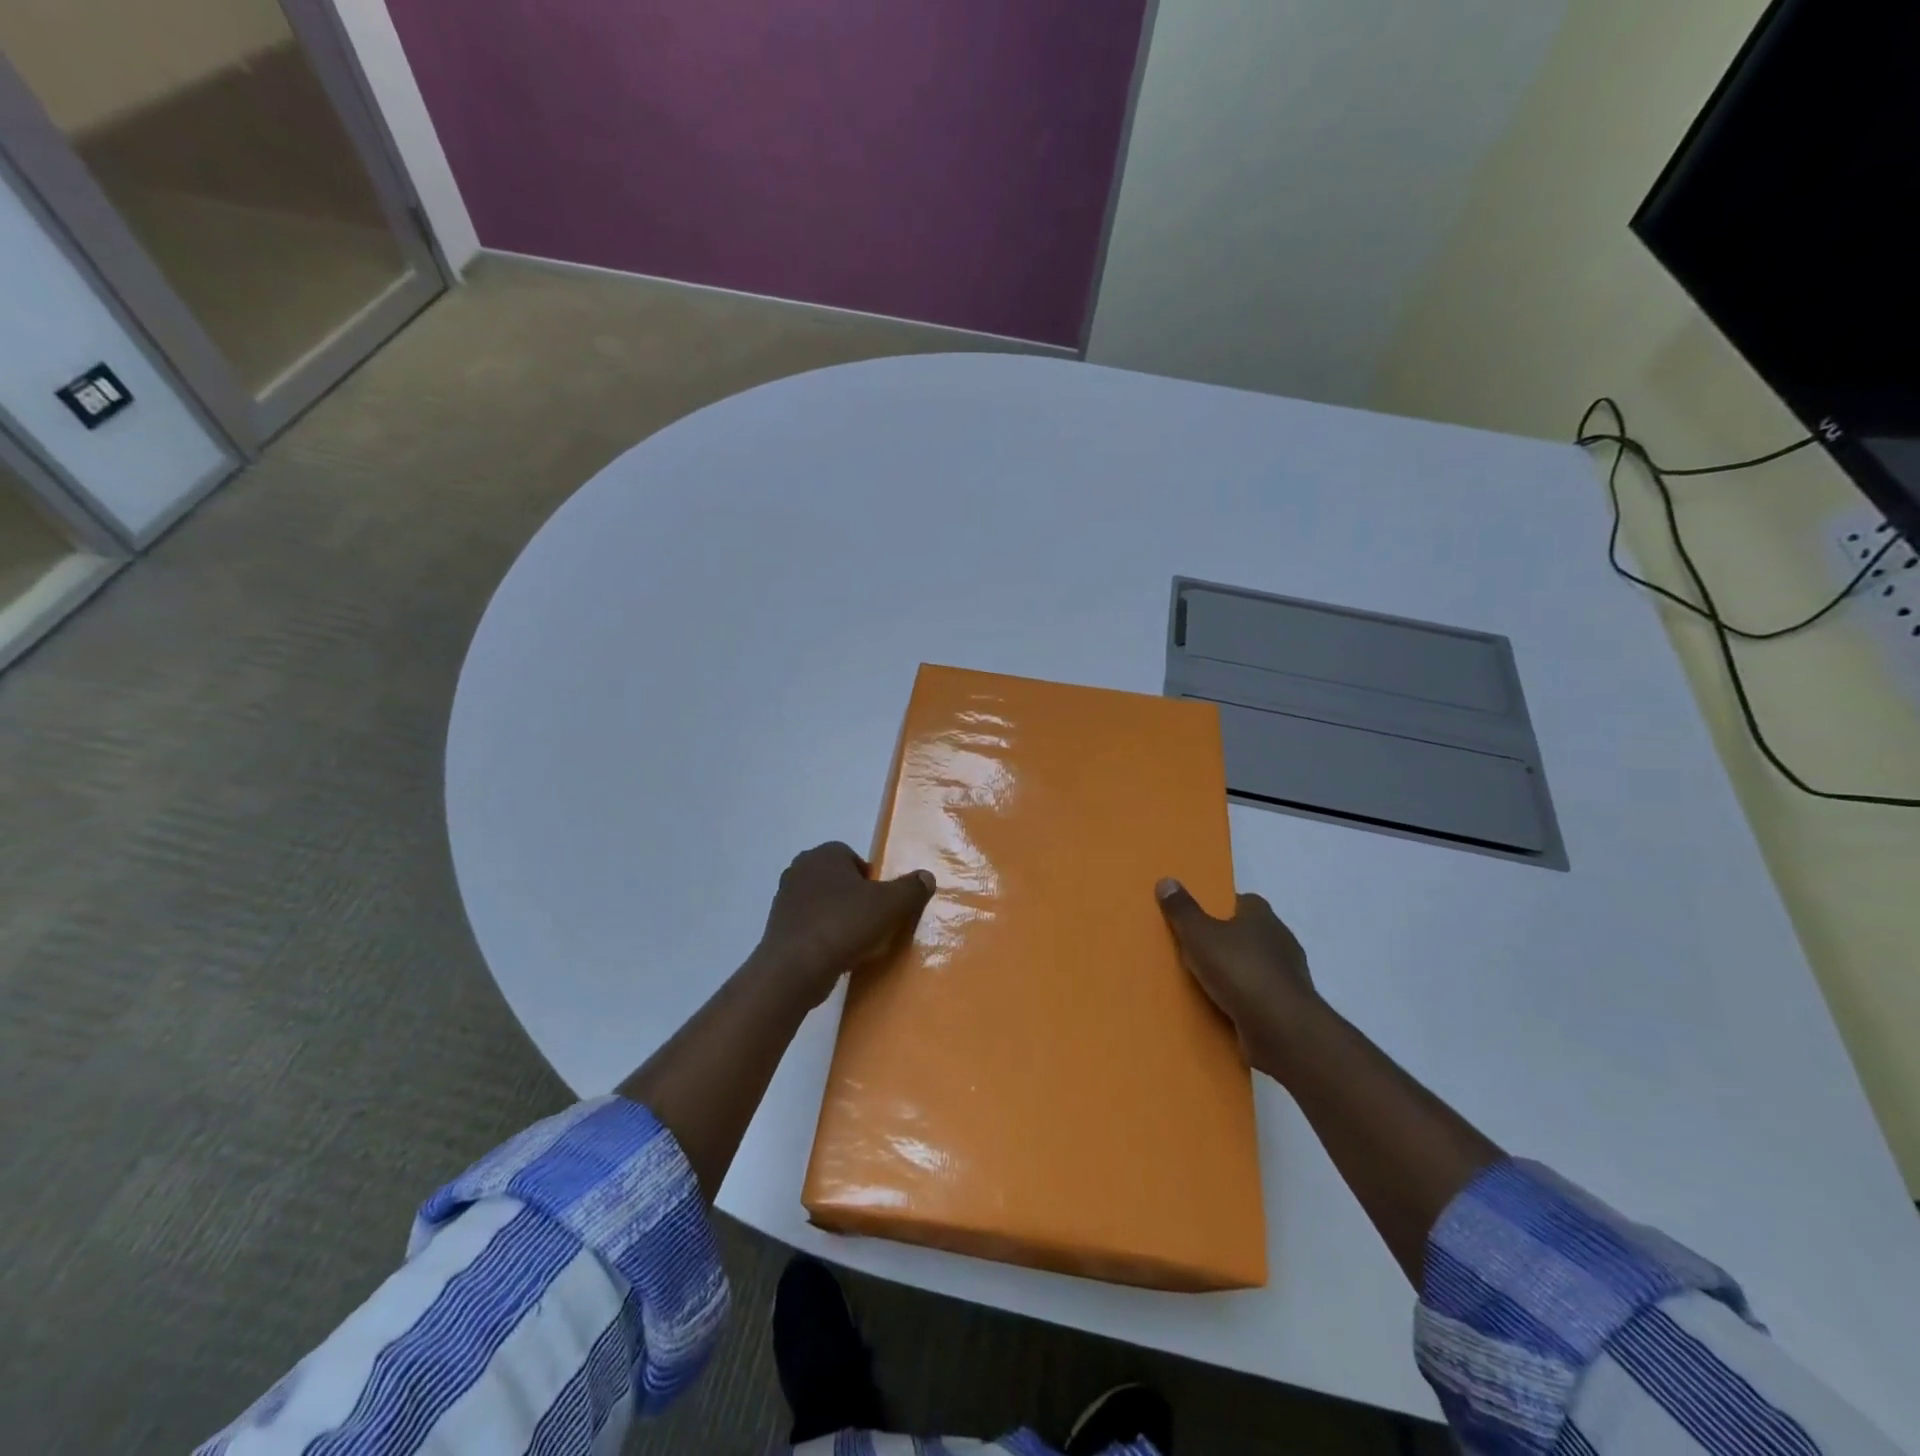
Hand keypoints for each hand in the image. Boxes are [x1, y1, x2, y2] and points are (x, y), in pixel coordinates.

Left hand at [757, 843, 936, 1006]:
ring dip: (840, 918)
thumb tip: (926, 877)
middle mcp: (801, 868)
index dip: (873, 881)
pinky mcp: (777, 926)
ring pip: (824, 904)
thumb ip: (912, 888)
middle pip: (840, 881)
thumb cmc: (845, 924)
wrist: (795, 968)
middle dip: (856, 899)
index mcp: (825, 854)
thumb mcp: (891, 905)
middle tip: (873, 923)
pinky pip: (810, 925)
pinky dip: (823, 936)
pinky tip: (836, 955)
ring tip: (856, 943)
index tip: (883, 905)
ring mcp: (785, 898)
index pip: (855, 859)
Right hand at [1156, 878, 1322, 1074]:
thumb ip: (1182, 910)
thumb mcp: (1199, 935)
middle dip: (1226, 941)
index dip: (1221, 907)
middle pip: (1249, 934)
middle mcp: (1281, 941)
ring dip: (1236, 973)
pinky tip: (1223, 1008)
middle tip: (1194, 950)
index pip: (1243, 902)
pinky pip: (1259, 997)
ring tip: (1204, 983)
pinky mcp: (1289, 1008)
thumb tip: (1166, 881)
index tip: (1198, 918)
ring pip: (1255, 967)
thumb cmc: (1239, 970)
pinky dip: (1244, 1000)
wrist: (1281, 1029)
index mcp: (1262, 916)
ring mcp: (1288, 976)